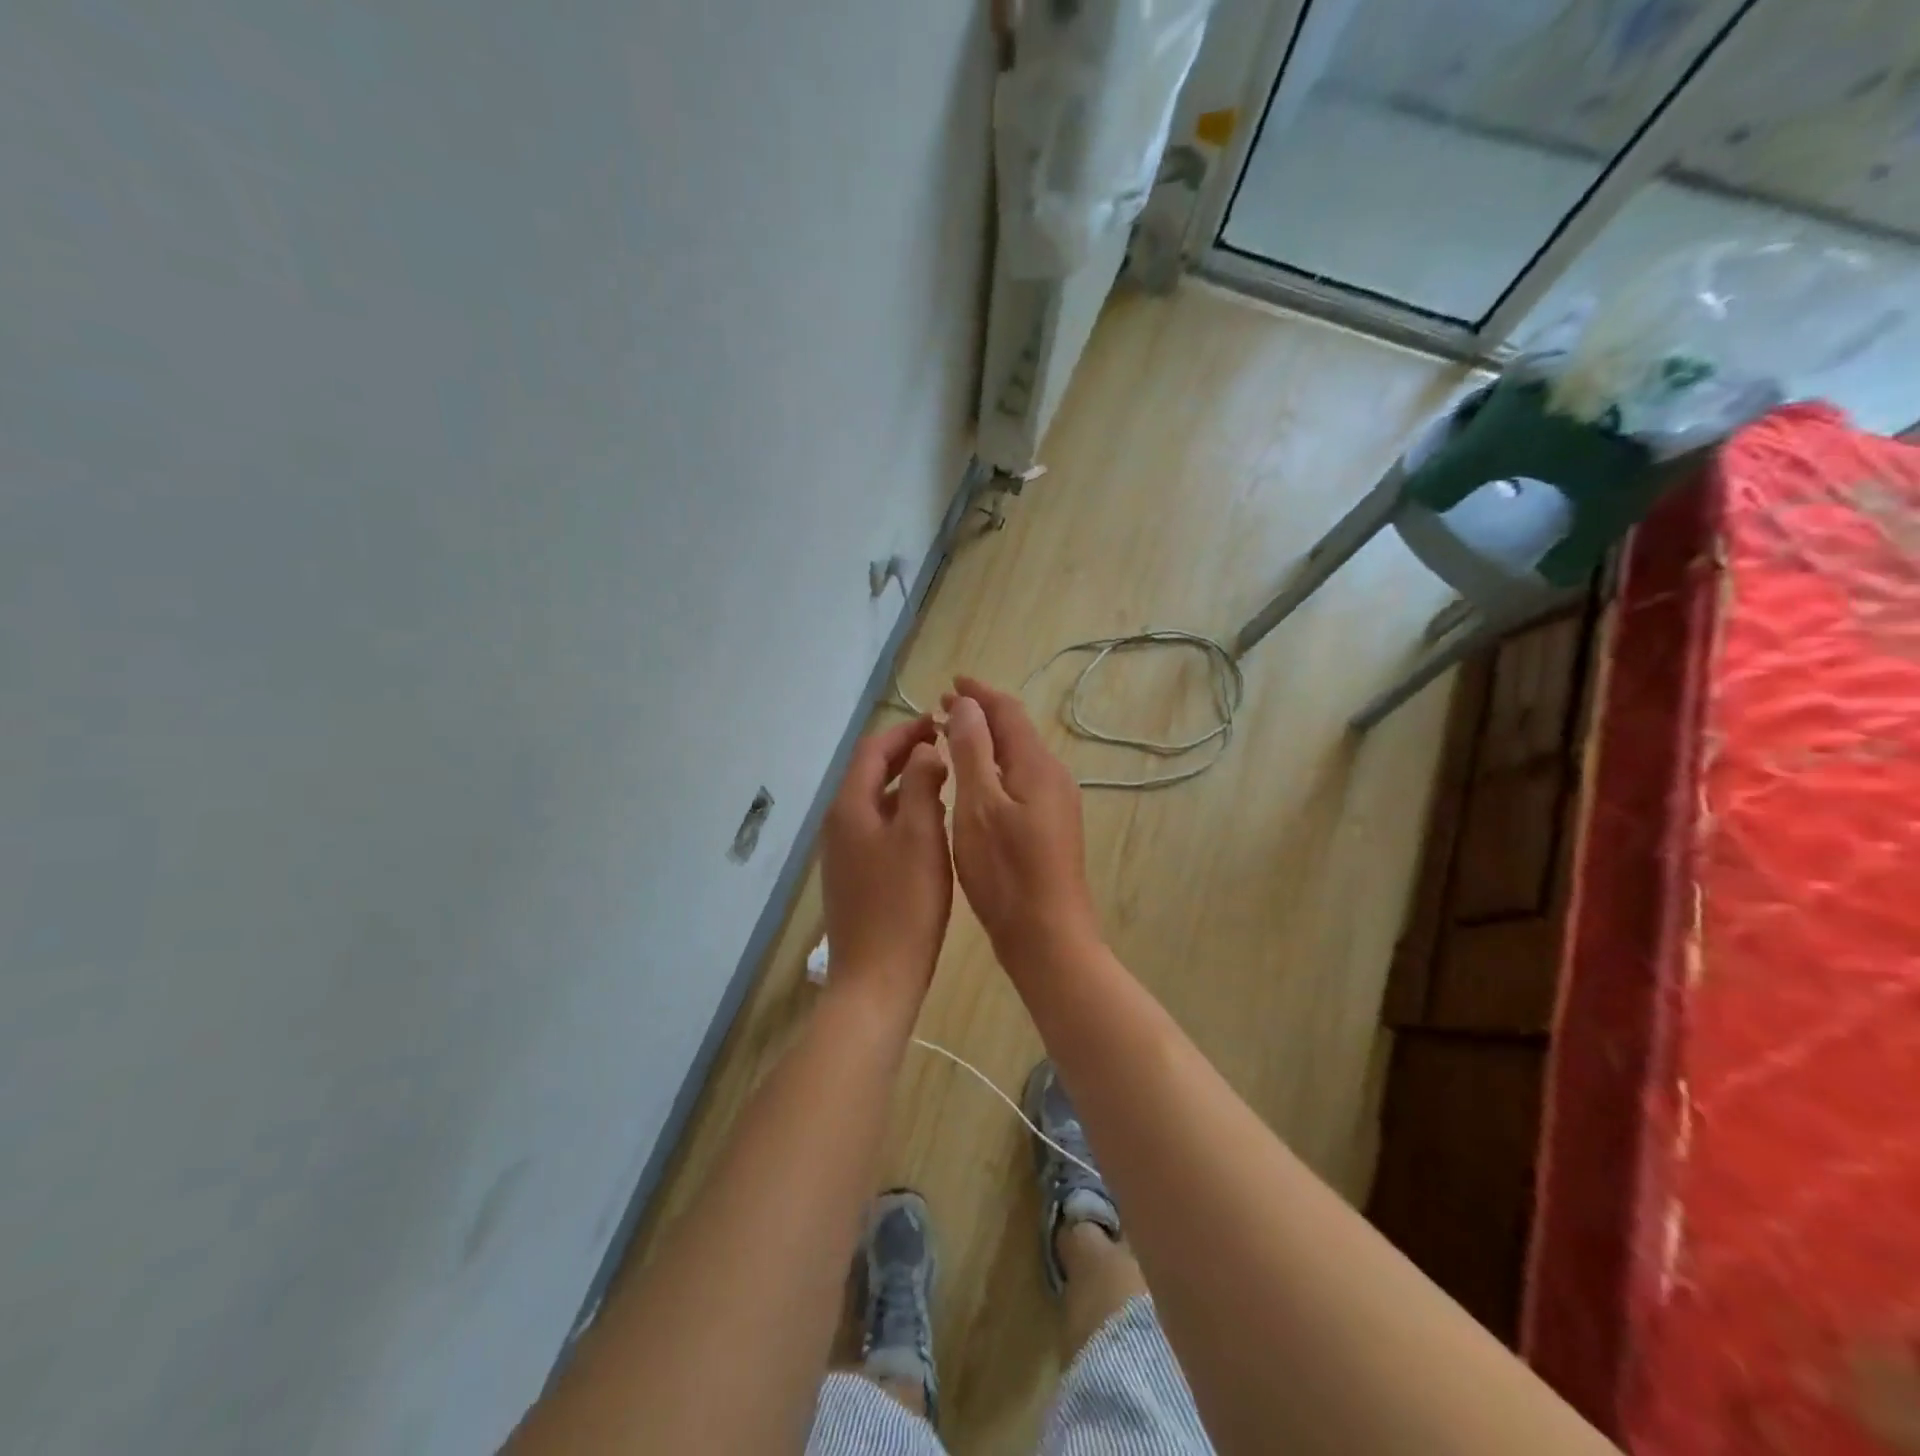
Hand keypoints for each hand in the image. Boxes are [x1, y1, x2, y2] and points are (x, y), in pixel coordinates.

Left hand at [819, 716, 952, 1018]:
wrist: (876, 979)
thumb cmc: (904, 904)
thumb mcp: (921, 835)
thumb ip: (922, 784)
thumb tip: (924, 750)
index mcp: (850, 806)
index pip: (873, 749)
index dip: (906, 731)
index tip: (940, 722)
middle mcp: (838, 823)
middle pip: (869, 772)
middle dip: (905, 754)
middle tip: (945, 745)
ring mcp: (842, 852)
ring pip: (874, 801)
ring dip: (904, 782)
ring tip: (943, 778)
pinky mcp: (852, 875)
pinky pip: (875, 827)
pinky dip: (900, 811)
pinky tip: (928, 824)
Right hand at [942, 676, 1100, 975]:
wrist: (1048, 937)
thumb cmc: (1006, 872)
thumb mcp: (979, 806)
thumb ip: (973, 751)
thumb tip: (967, 704)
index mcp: (1037, 766)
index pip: (1007, 711)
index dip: (978, 693)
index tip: (950, 682)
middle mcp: (1053, 777)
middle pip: (1016, 732)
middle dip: (980, 715)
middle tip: (942, 709)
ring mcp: (1056, 804)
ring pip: (1017, 758)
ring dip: (986, 743)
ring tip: (952, 739)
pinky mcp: (1050, 828)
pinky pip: (1020, 782)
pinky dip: (994, 770)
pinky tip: (974, 784)